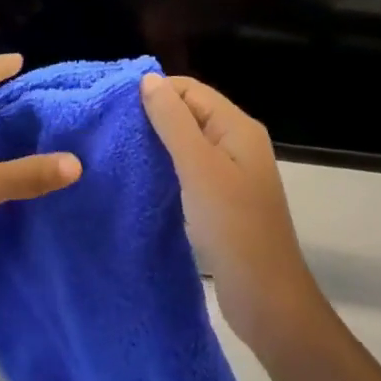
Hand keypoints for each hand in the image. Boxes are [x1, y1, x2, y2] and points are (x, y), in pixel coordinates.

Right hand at [140, 73, 326, 356]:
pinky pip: (189, 169)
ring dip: (157, 143)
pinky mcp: (221, 200)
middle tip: (113, 129)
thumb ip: (173, 121)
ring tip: (120, 150)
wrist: (267, 301)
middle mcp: (236, 143)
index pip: (190, 90)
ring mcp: (230, 173)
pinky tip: (142, 178)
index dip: (156, 92)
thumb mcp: (199, 167)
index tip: (117, 108)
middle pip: (189, 112)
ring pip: (187, 142)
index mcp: (237, 127)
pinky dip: (166, 168)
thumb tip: (148, 79)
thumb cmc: (233, 227)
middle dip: (153, 116)